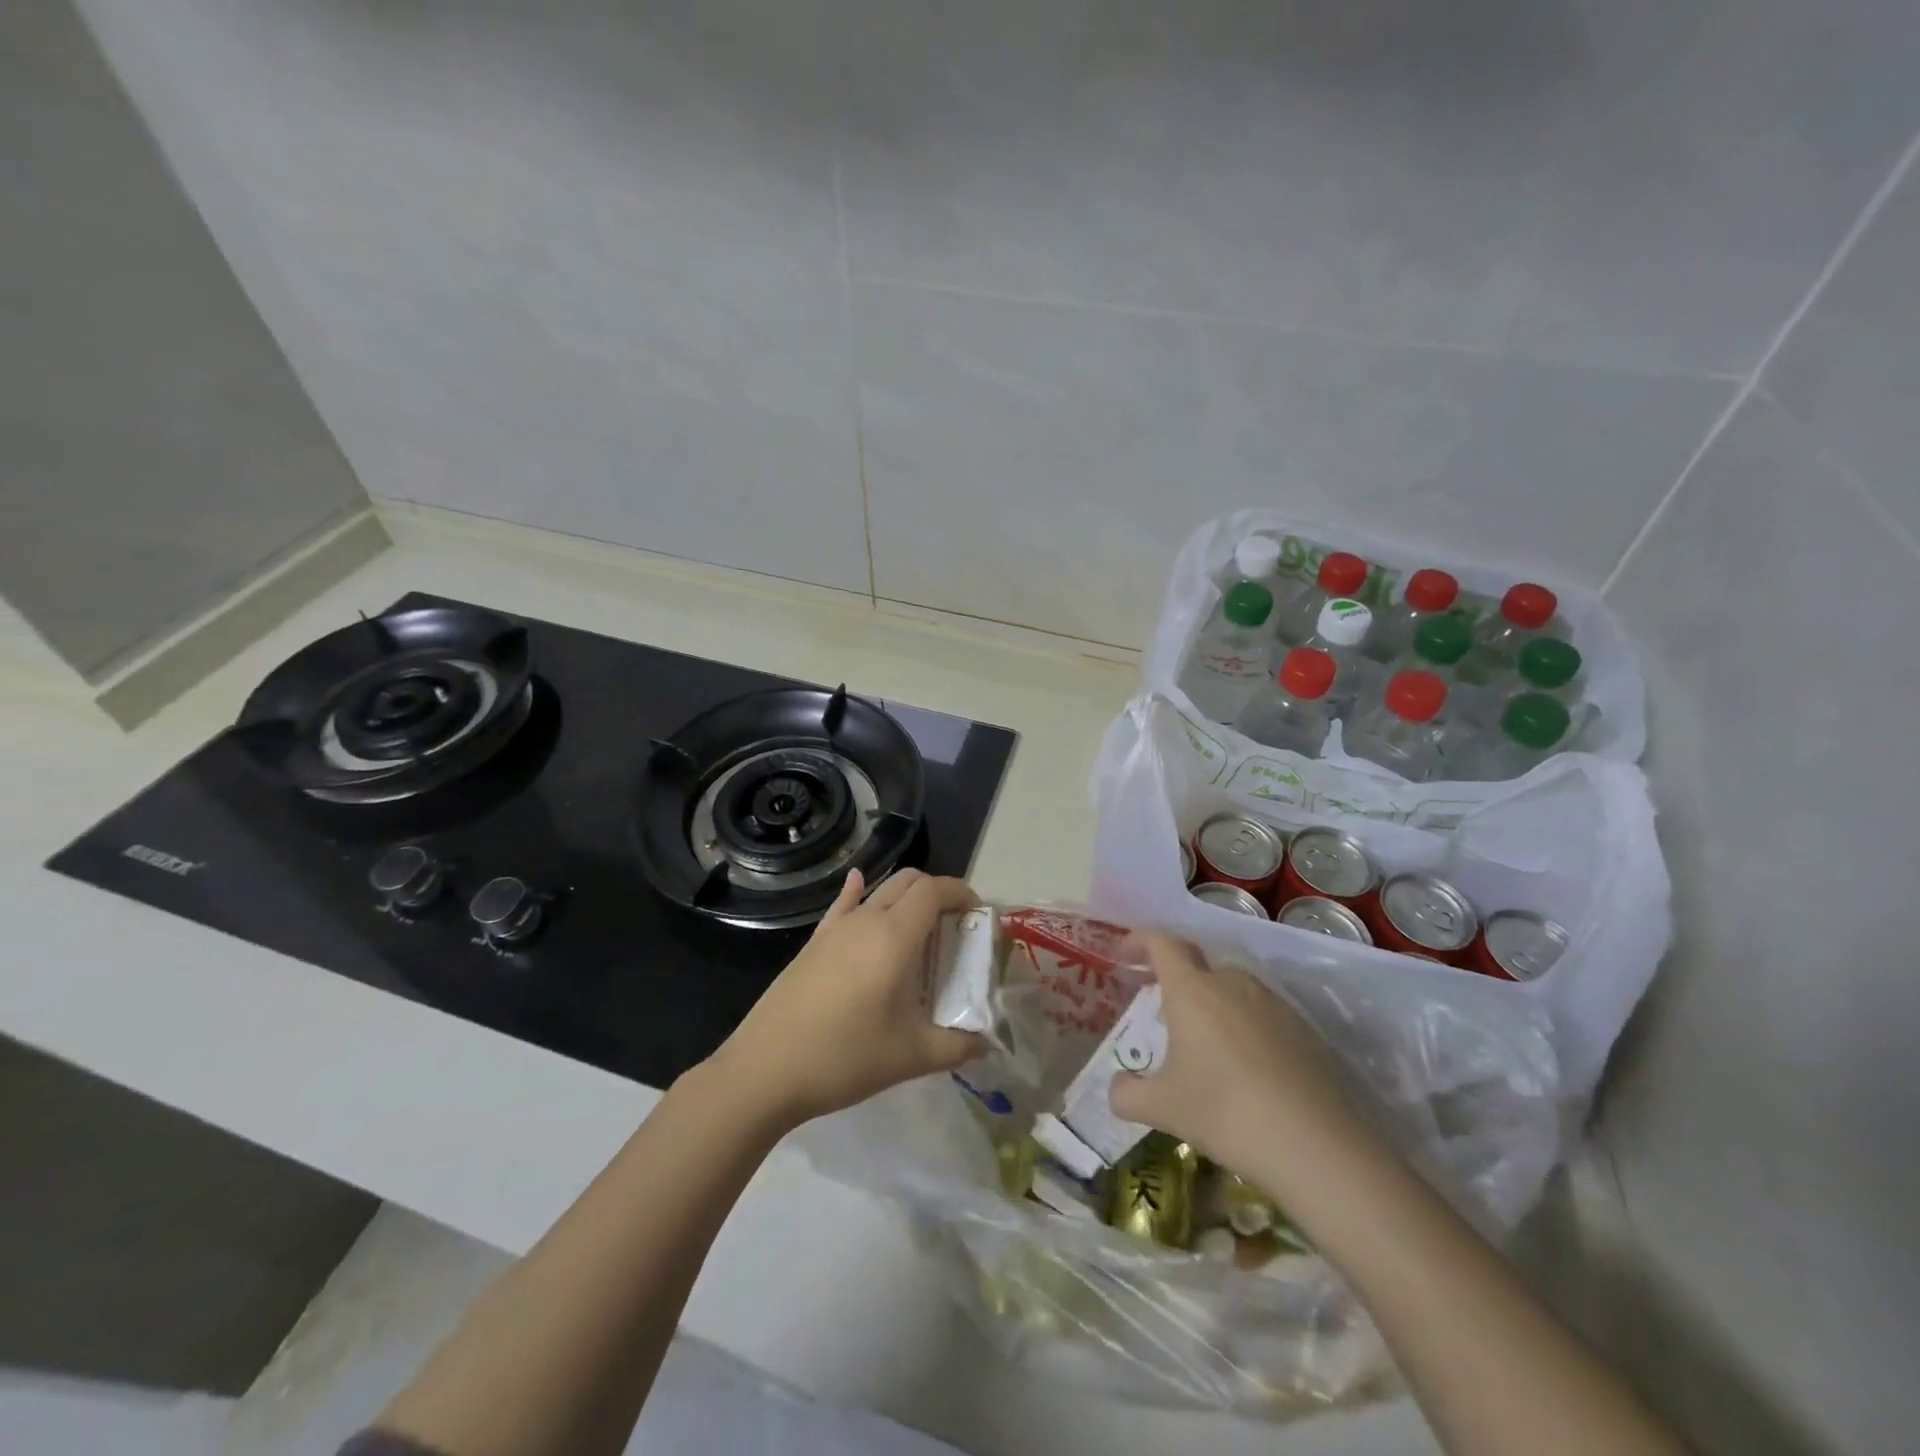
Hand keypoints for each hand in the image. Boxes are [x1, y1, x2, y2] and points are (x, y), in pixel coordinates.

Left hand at [704, 869, 985, 1129]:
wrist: (764, 1070)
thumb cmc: (844, 1058)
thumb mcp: (911, 1057)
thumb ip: (956, 1046)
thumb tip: (985, 1043)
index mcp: (894, 937)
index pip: (935, 890)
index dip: (962, 892)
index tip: (978, 914)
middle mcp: (866, 920)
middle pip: (909, 881)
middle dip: (938, 892)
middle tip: (955, 927)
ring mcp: (835, 929)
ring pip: (879, 891)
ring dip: (906, 898)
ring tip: (920, 931)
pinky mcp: (813, 943)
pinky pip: (843, 904)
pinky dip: (860, 892)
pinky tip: (860, 886)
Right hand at [1108, 933, 1361, 1187]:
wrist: (1316, 1145)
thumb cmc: (1224, 1113)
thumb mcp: (1163, 1108)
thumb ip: (1127, 1094)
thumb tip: (1116, 1088)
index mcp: (1191, 989)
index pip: (1162, 942)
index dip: (1140, 940)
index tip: (1126, 954)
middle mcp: (1231, 982)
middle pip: (1198, 964)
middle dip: (1177, 979)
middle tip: (1163, 1010)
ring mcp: (1273, 1003)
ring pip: (1232, 989)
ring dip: (1213, 1005)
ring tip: (1205, 1045)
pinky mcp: (1304, 1029)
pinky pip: (1262, 1014)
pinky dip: (1245, 1027)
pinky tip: (1246, 1069)